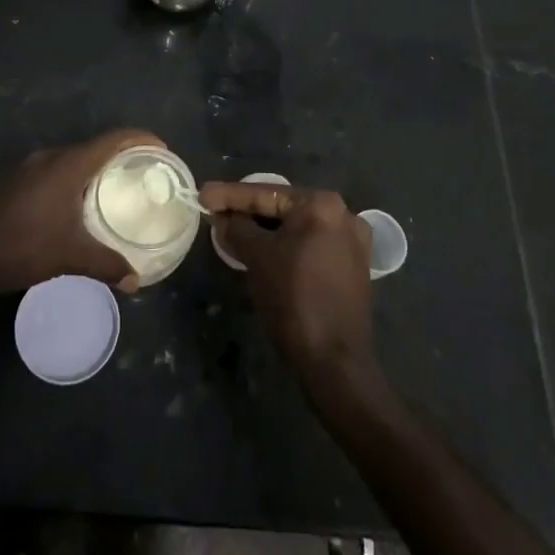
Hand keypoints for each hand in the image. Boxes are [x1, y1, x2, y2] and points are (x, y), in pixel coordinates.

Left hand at [0, 129, 157, 297]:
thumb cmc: (24, 247)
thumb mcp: (71, 257)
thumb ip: (108, 264)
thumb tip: (137, 281)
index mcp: (69, 165)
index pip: (114, 139)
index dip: (141, 139)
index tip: (162, 148)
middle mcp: (51, 157)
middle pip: (95, 146)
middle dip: (121, 155)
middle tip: (143, 172)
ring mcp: (30, 167)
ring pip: (73, 158)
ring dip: (96, 167)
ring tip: (114, 187)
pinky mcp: (17, 181)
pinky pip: (56, 169)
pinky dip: (75, 177)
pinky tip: (77, 202)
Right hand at [202, 182, 375, 386]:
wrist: (334, 361)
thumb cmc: (293, 300)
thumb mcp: (257, 258)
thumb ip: (237, 228)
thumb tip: (223, 218)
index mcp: (322, 204)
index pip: (266, 193)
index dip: (229, 195)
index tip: (202, 194)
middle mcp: (343, 214)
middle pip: (283, 208)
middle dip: (248, 212)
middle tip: (216, 213)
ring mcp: (352, 241)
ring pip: (297, 228)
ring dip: (265, 231)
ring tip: (233, 231)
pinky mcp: (352, 266)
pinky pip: (310, 245)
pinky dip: (286, 246)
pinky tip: (263, 251)